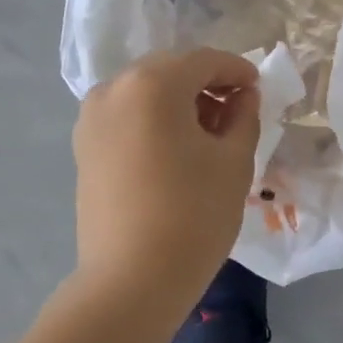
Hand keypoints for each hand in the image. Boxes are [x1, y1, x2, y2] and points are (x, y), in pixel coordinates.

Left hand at [73, 48, 259, 311]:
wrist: (130, 282)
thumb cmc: (192, 215)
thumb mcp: (233, 161)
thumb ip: (244, 116)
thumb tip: (242, 95)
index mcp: (153, 83)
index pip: (203, 60)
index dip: (236, 70)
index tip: (258, 88)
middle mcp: (114, 88)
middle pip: (170, 70)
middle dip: (206, 83)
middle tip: (236, 110)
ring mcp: (92, 118)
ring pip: (145, 91)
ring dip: (178, 100)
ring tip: (207, 133)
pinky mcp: (84, 146)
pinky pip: (126, 115)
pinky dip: (153, 119)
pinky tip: (175, 148)